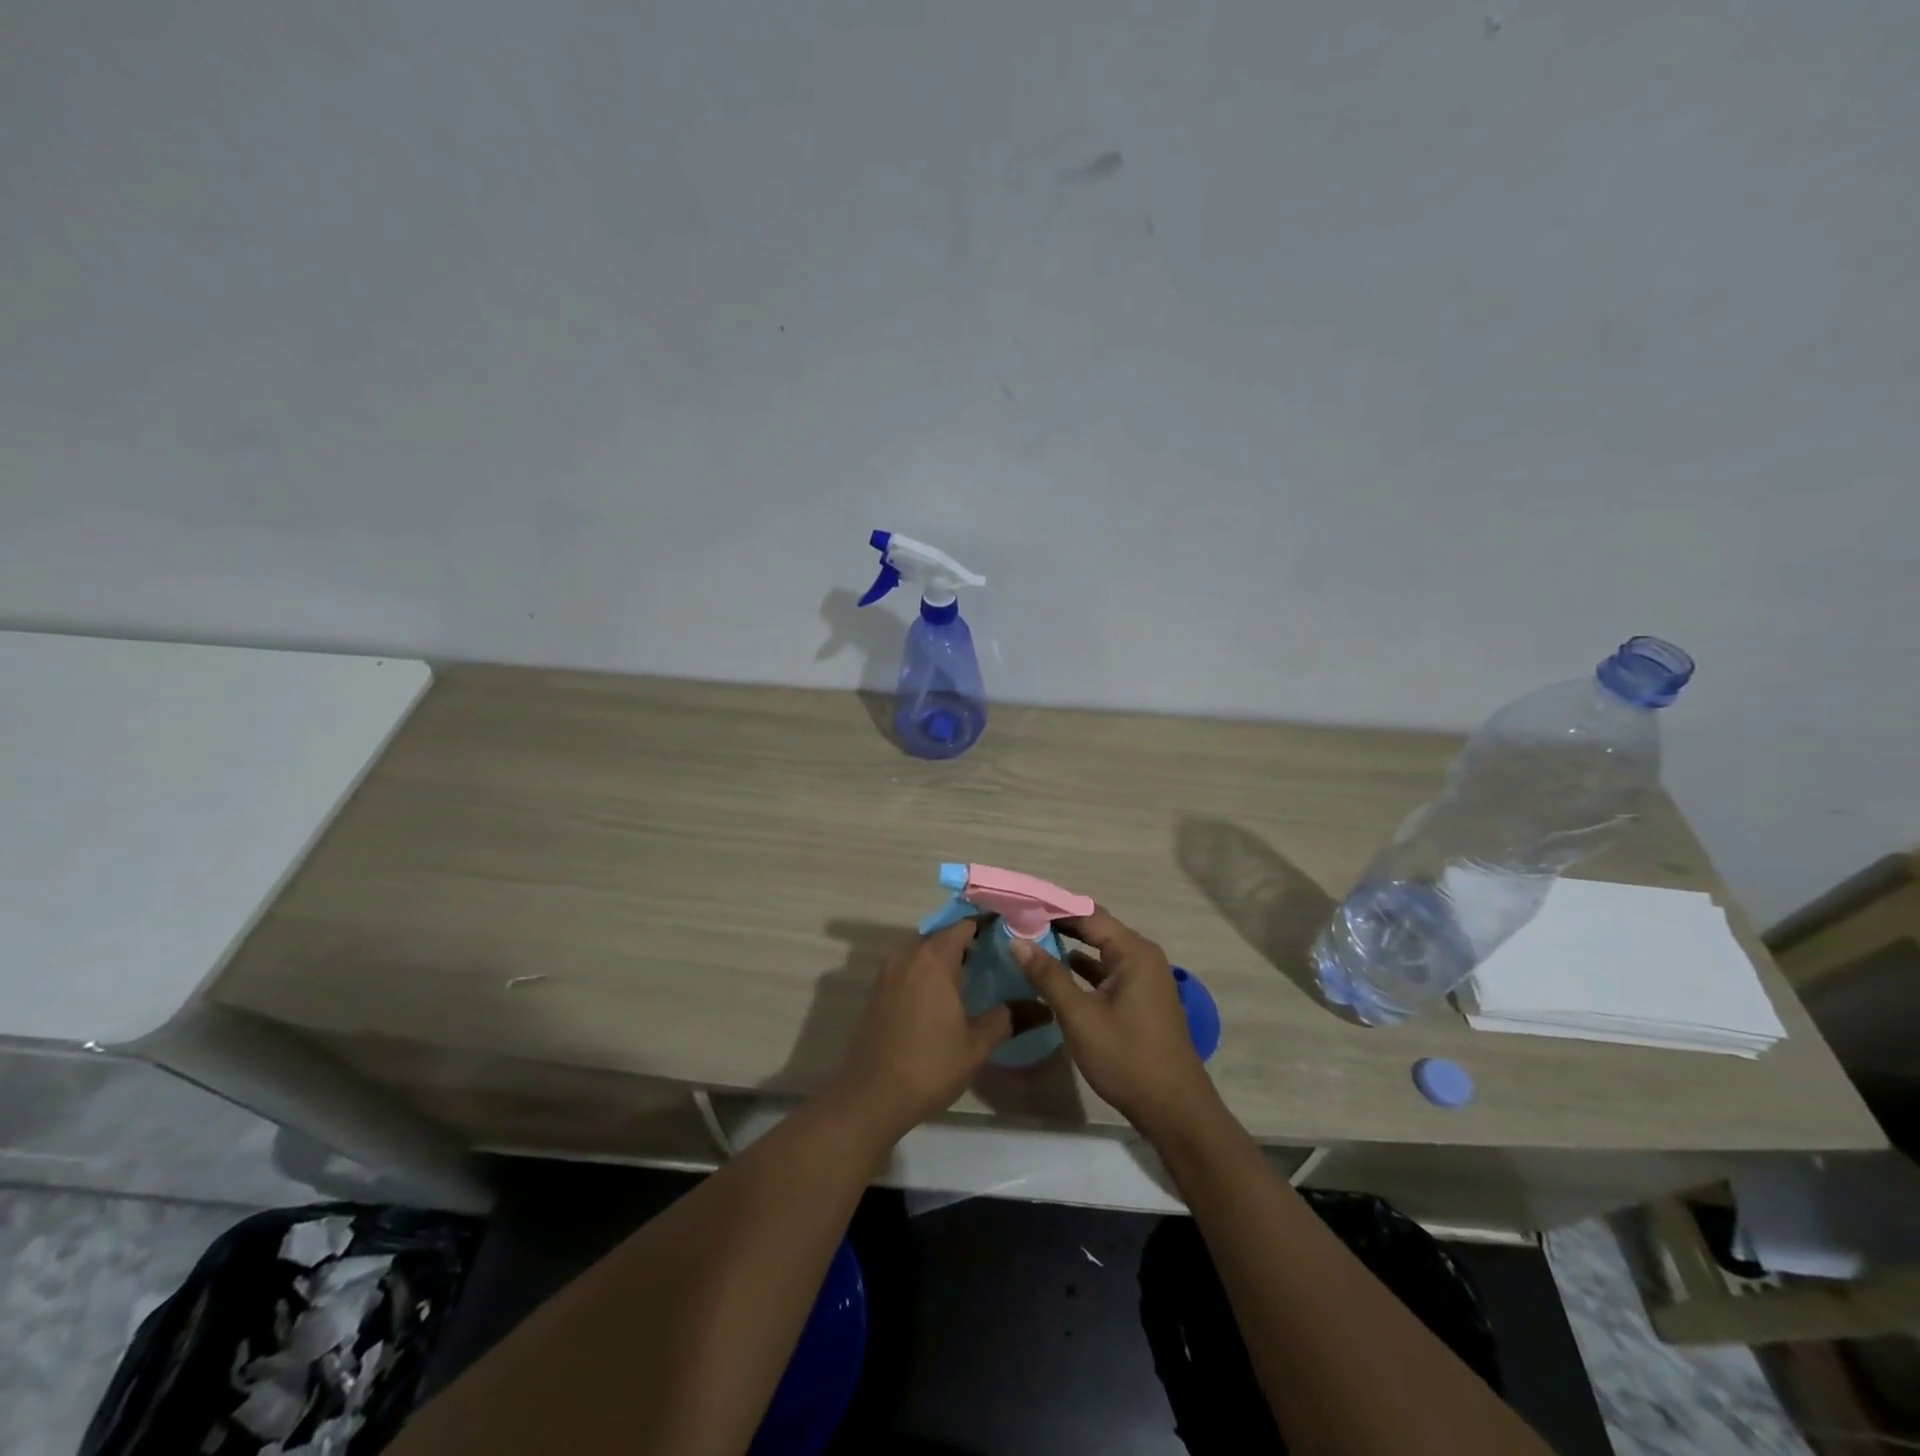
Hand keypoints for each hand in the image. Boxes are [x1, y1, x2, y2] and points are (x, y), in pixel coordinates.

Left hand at [829, 919, 1010, 1138]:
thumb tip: (1030, 1006)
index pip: (963, 926)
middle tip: (991, 957)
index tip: (1005, 934)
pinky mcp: (877, 991)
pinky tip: (940, 995)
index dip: (985, 926)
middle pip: (940, 936)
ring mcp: (888, 972)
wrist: (872, 1095)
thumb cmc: (930, 1065)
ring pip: (921, 951)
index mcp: (934, 959)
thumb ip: (1003, 1019)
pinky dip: (924, 972)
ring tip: (968, 976)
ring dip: (942, 958)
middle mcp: (908, 956)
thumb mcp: (976, 1046)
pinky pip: (907, 968)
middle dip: (964, 942)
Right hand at [1009, 908, 1221, 1138]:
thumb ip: (1048, 976)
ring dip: (1068, 946)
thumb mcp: (1080, 1016)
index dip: (1052, 908)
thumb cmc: (1126, 1057)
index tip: (1019, 905)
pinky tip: (1055, 973)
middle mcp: (1142, 956)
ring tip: (1029, 942)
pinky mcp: (1140, 998)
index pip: (1087, 914)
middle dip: (1058, 925)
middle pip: (1095, 929)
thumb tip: (1017, 942)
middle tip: (1019, 921)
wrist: (1173, 1110)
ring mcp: (1144, 978)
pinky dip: (1082, 969)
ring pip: (1100, 951)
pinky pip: (1106, 971)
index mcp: (1133, 952)